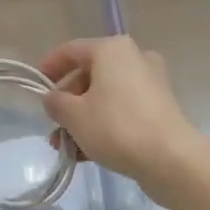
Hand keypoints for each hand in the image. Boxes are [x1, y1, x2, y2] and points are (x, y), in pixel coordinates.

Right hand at [38, 36, 209, 203]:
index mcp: (111, 50)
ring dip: (83, 119)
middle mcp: (134, 59)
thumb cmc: (116, 127)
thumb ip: (55, 102)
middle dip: (67, 103)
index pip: (70, 50)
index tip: (36, 87)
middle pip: (89, 76)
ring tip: (66, 147)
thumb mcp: (73, 115)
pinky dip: (104, 125)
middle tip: (53, 126)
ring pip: (105, 97)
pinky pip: (122, 111)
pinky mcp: (160, 109)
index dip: (49, 67)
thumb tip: (53, 98)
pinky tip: (87, 153)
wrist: (172, 160)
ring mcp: (150, 84)